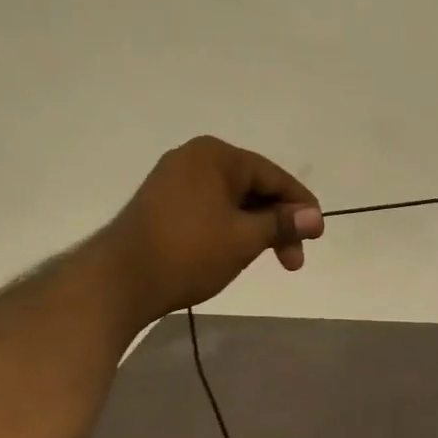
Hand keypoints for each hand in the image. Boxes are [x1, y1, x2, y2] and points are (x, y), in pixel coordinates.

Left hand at [112, 136, 322, 312]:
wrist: (120, 281)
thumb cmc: (189, 252)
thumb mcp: (245, 238)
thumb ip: (283, 223)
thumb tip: (315, 216)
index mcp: (216, 155)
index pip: (273, 176)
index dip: (300, 206)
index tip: (317, 235)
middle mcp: (194, 158)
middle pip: (254, 188)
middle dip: (277, 224)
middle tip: (293, 261)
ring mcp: (174, 180)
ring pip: (233, 202)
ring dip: (256, 230)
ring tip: (266, 260)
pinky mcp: (162, 204)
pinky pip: (211, 209)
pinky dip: (232, 229)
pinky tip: (238, 253)